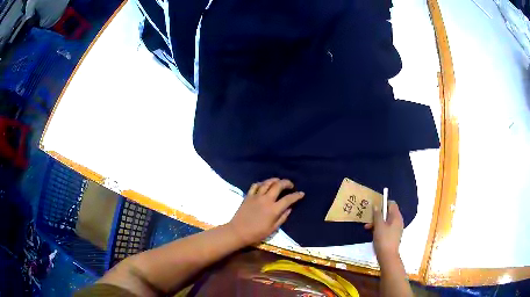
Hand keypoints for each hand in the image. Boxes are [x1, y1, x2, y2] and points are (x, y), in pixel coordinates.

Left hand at [228, 178, 304, 244]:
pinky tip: (264, 185)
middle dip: (287, 183)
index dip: (296, 195)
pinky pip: (255, 185)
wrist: (238, 232)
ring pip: (267, 183)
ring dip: (275, 180)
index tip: (301, 193)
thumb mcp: (273, 229)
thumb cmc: (257, 233)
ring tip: (279, 181)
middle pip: (278, 185)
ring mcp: (256, 196)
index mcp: (274, 209)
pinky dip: (262, 183)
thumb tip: (289, 208)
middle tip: (291, 185)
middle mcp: (266, 200)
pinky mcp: (248, 196)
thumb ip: (282, 217)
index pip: (288, 199)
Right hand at [364, 200, 403, 261]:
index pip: (391, 204)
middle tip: (368, 221)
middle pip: (388, 213)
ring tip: (368, 229)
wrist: (387, 256)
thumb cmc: (383, 239)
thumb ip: (377, 215)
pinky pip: (387, 228)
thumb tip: (376, 206)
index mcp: (396, 216)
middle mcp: (398, 221)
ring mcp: (396, 229)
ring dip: (377, 223)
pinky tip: (373, 234)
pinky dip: (380, 229)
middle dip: (378, 216)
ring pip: (386, 221)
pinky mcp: (393, 236)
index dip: (383, 204)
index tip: (374, 208)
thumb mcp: (378, 226)